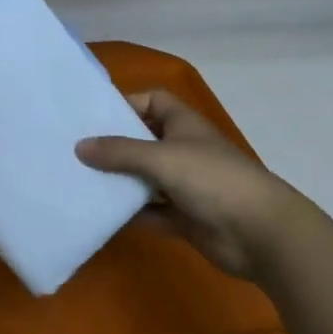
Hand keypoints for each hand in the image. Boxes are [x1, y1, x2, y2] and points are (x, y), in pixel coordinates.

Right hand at [77, 90, 303, 279]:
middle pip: (142, 141)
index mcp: (182, 124)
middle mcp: (182, 150)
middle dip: (113, 147)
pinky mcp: (184, 218)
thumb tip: (79, 146)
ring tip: (78, 183)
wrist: (259, 232)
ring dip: (118, 183)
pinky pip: (150, 212)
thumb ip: (120, 152)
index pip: (152, 101)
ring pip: (144, 179)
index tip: (93, 117)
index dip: (126, 105)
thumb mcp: (161, 158)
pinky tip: (100, 216)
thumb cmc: (212, 179)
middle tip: (73, 152)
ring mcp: (184, 185)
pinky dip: (131, 214)